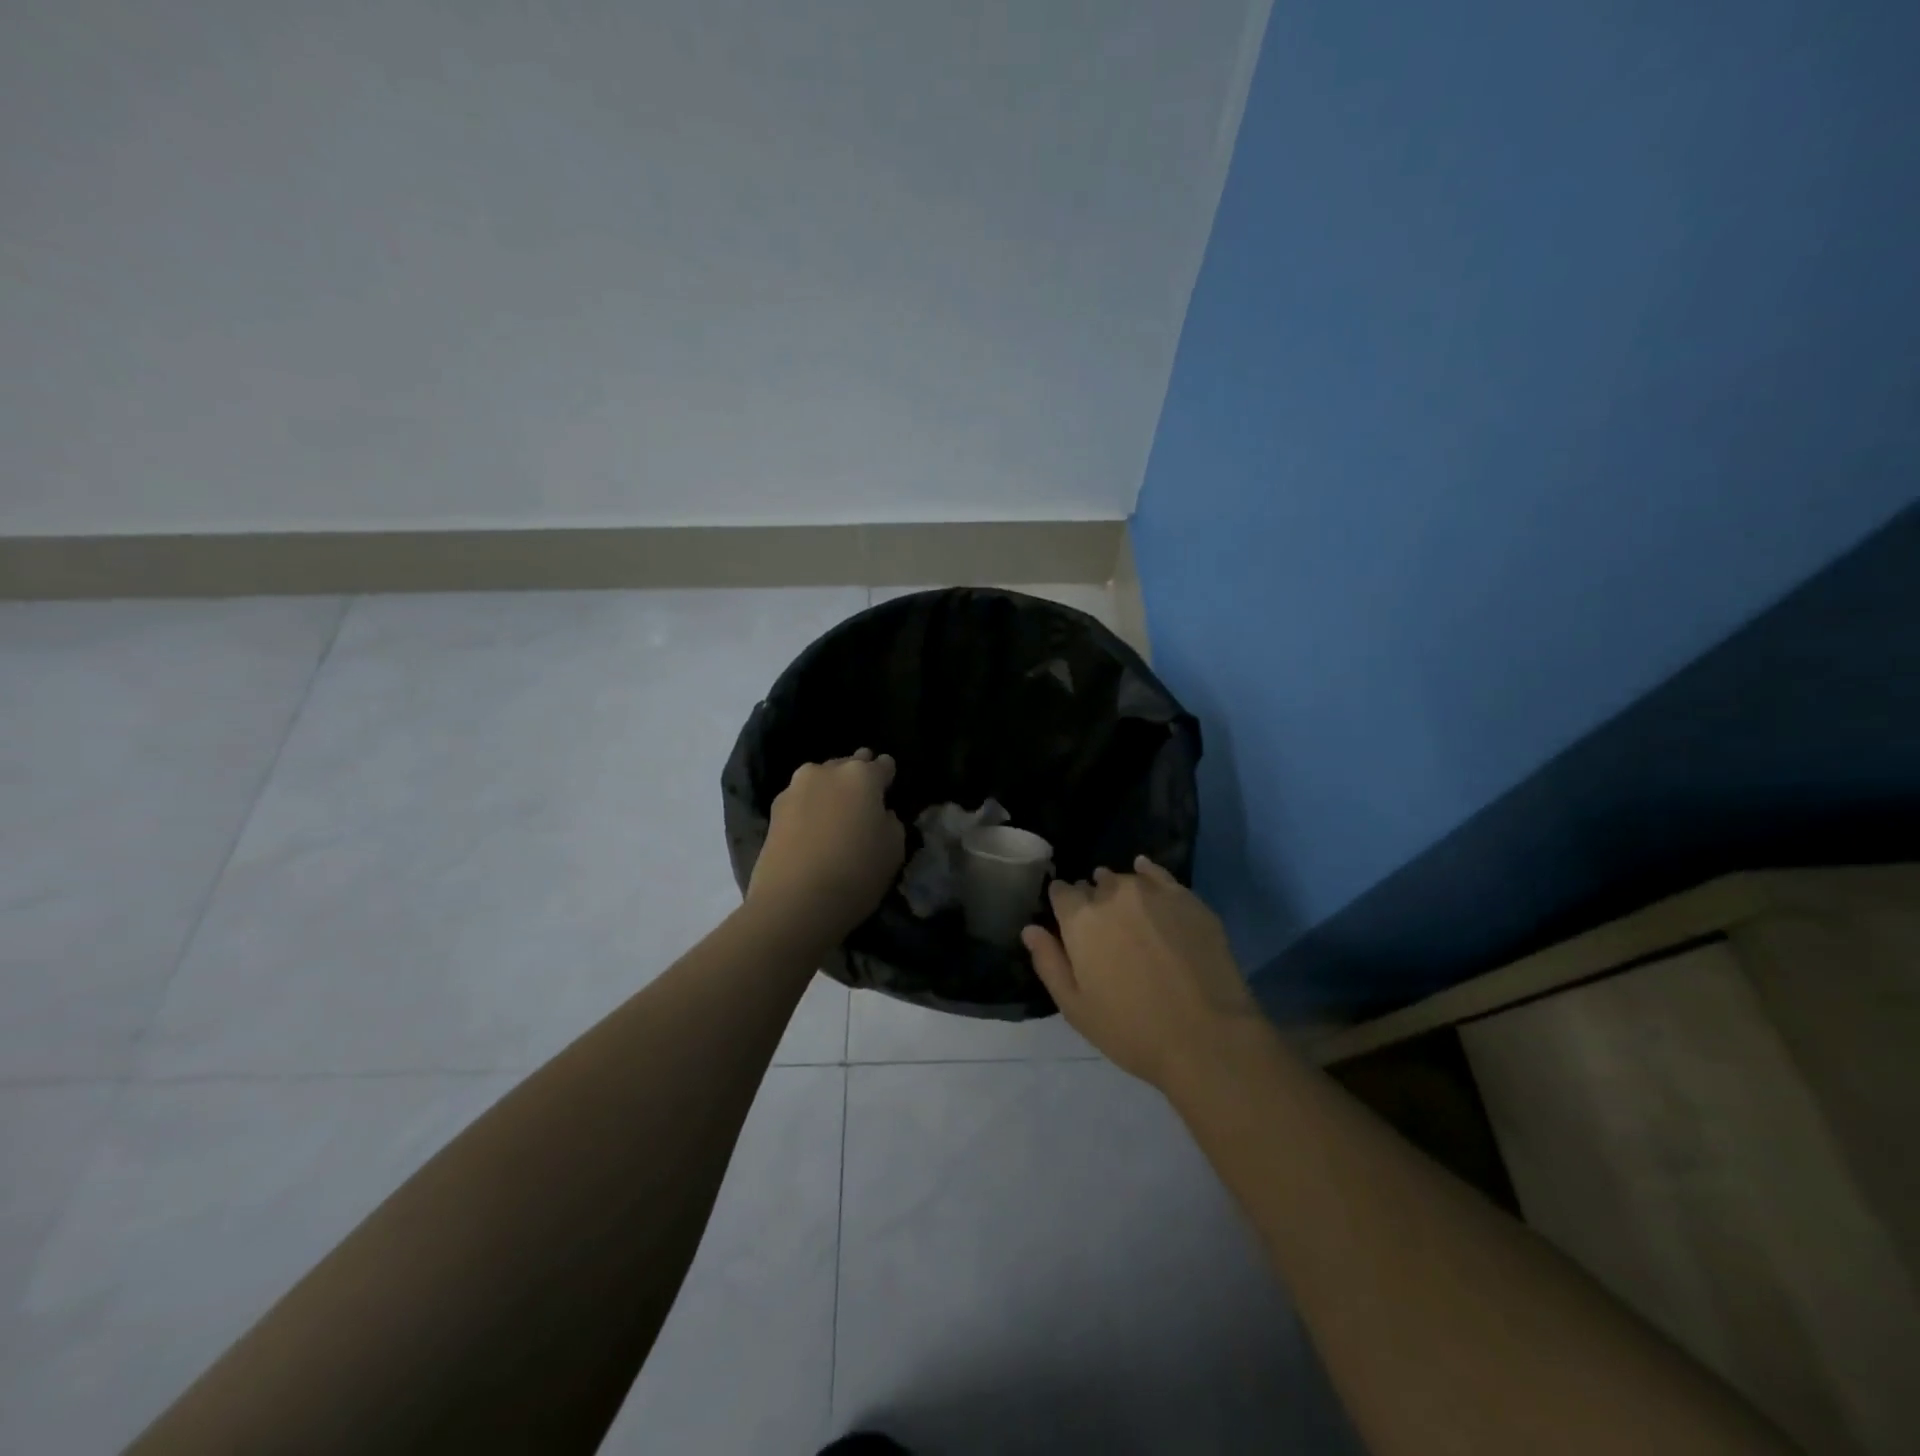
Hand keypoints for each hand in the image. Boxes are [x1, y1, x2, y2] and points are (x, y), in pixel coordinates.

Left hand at [748, 749, 905, 943]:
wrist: (794, 902)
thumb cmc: (856, 873)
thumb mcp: (894, 849)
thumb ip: (891, 822)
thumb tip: (880, 814)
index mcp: (862, 775)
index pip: (883, 764)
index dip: (888, 776)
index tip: (889, 787)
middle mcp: (827, 771)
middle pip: (848, 764)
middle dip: (858, 776)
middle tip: (864, 798)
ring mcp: (796, 788)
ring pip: (821, 778)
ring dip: (831, 789)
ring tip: (837, 812)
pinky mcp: (773, 810)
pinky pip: (802, 799)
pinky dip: (810, 807)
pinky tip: (814, 826)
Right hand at [1023, 857, 1261, 1091]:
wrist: (1207, 1037)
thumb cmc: (1131, 1030)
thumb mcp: (1075, 1007)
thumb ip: (1049, 962)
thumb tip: (1030, 929)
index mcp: (1080, 919)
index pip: (1061, 893)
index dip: (1062, 905)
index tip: (1068, 922)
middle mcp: (1113, 894)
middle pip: (1094, 885)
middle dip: (1092, 900)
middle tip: (1102, 929)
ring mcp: (1153, 892)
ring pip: (1125, 879)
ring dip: (1119, 890)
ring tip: (1127, 912)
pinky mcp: (1187, 898)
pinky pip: (1159, 874)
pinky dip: (1147, 872)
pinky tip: (1144, 872)